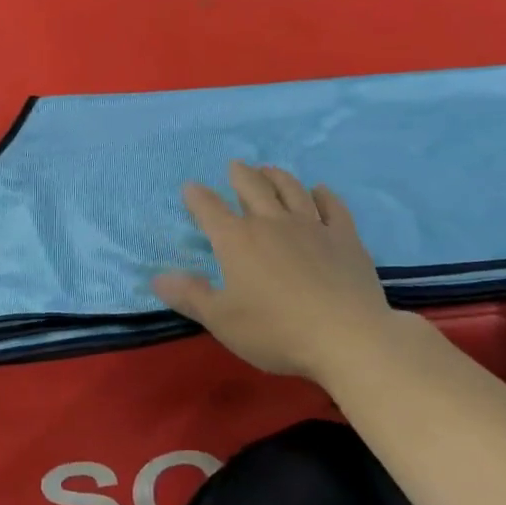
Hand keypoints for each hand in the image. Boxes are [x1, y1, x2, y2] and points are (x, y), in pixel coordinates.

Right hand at [153, 161, 399, 379]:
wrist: (348, 338)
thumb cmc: (276, 331)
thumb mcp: (222, 320)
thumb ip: (189, 296)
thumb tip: (157, 277)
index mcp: (237, 240)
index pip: (210, 209)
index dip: (197, 197)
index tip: (191, 188)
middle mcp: (271, 223)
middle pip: (253, 187)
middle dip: (240, 175)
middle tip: (235, 166)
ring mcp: (312, 227)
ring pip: (291, 190)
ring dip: (277, 177)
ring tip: (269, 170)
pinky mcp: (345, 238)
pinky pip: (333, 208)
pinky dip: (324, 196)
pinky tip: (320, 191)